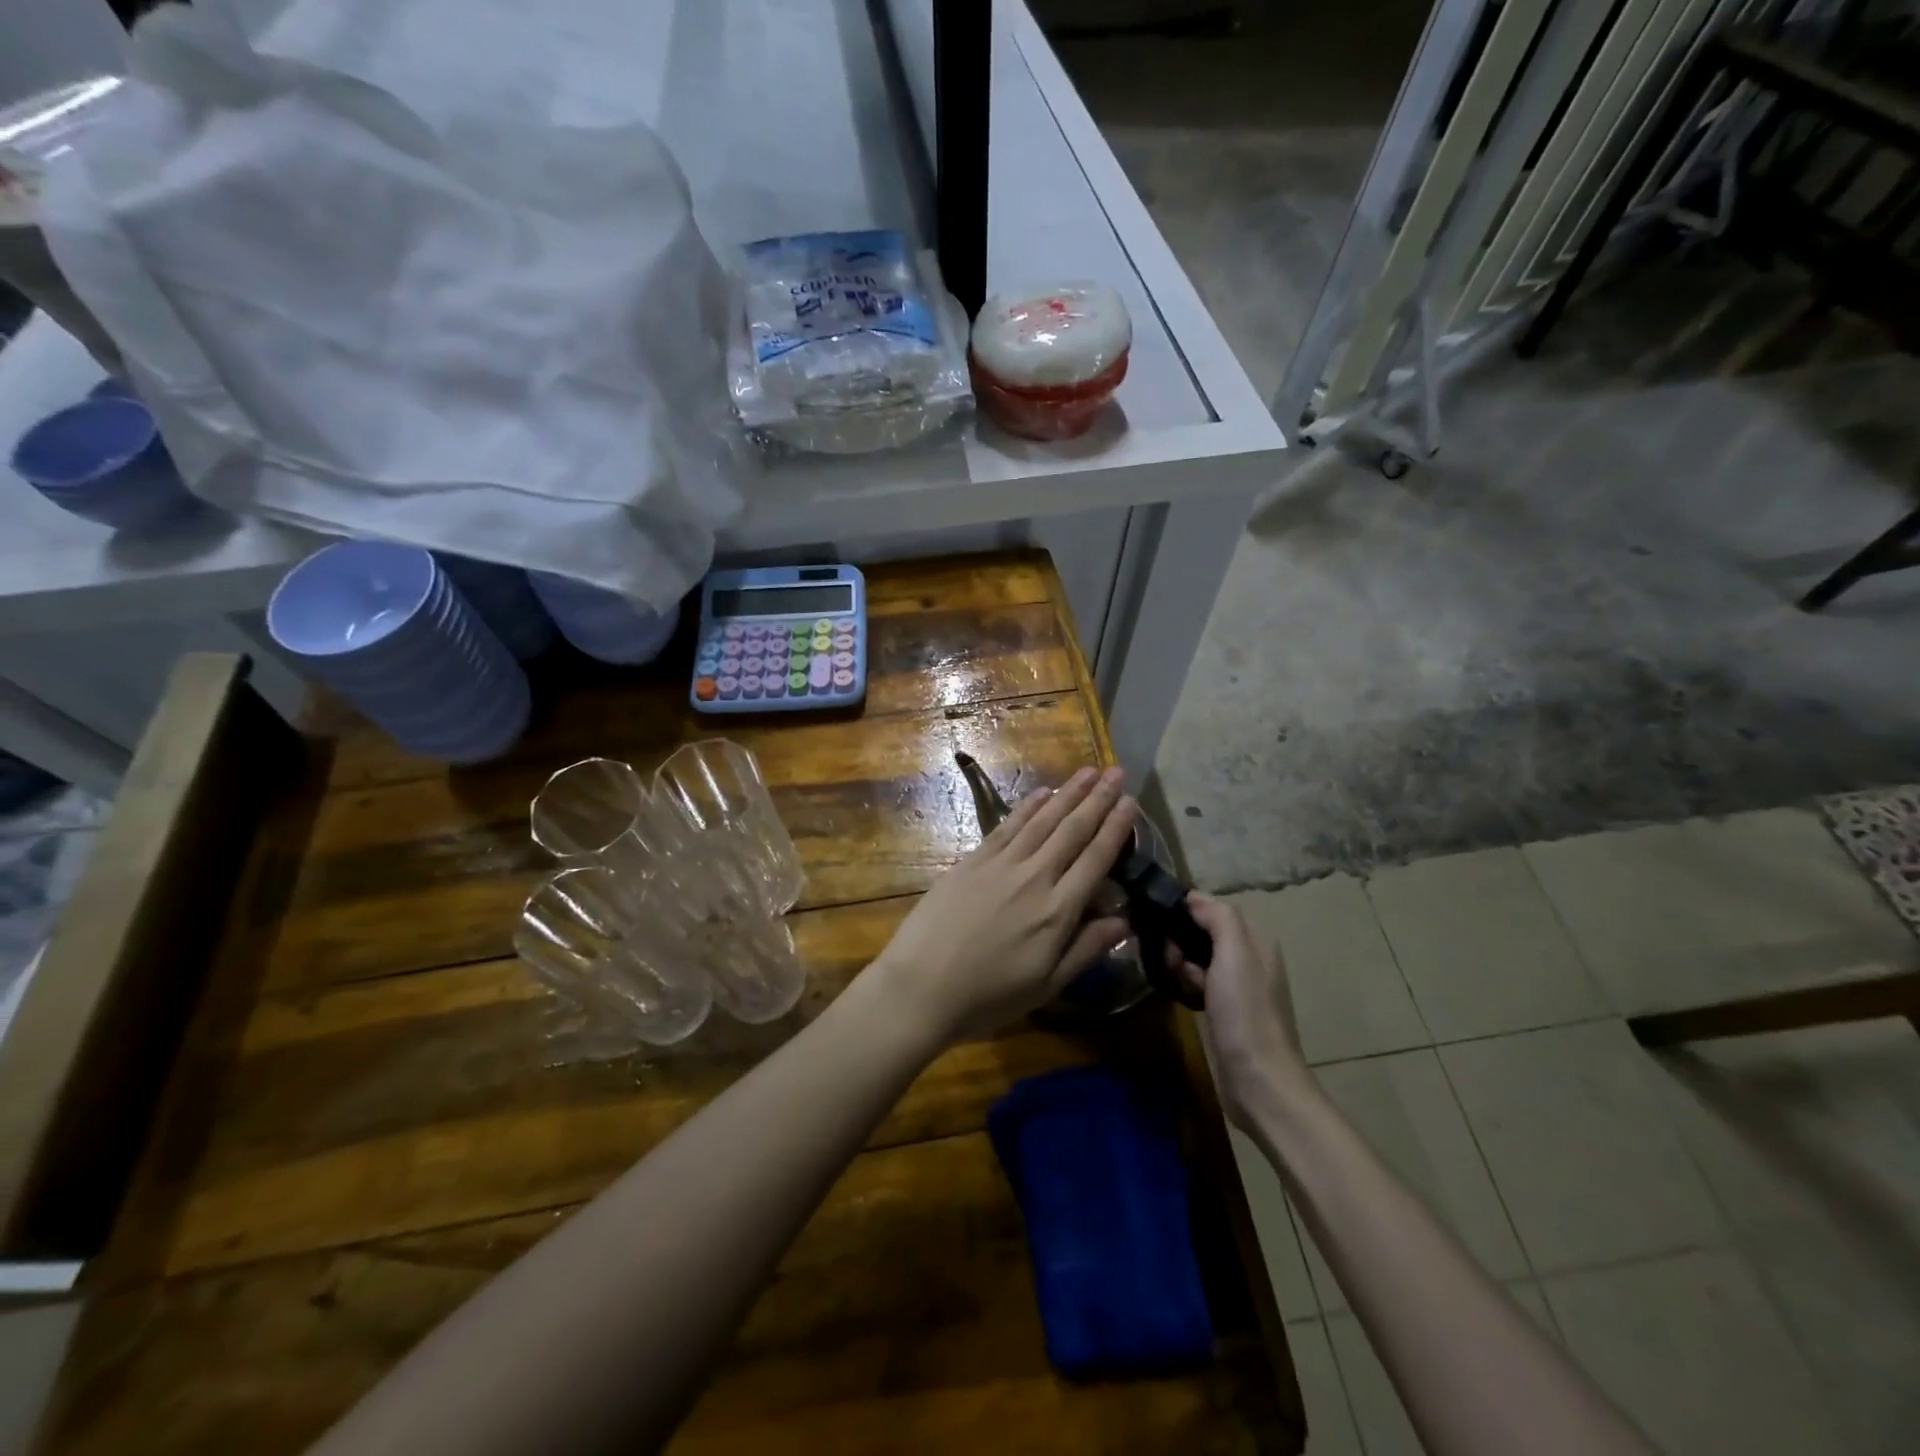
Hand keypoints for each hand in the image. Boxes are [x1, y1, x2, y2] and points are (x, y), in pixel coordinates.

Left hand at [865, 767, 1137, 1044]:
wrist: (921, 987)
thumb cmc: (987, 997)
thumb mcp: (1046, 986)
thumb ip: (1086, 949)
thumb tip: (1126, 920)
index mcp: (1057, 911)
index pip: (1096, 859)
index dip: (1116, 828)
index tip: (1132, 802)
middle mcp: (1034, 878)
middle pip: (1072, 830)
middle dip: (1097, 799)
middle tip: (1117, 772)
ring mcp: (1000, 865)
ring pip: (1042, 820)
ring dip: (1068, 793)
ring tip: (1088, 771)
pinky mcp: (972, 860)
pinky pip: (1007, 826)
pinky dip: (1028, 807)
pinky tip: (1042, 792)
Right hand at [1168, 894, 1313, 1127]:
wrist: (1258, 1081)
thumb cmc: (1246, 1013)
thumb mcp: (1235, 954)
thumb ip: (1218, 917)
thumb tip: (1191, 898)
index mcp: (1256, 939)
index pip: (1212, 907)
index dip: (1184, 910)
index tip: (1159, 922)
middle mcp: (1249, 956)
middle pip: (1201, 930)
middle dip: (1178, 938)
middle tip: (1168, 958)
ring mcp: (1237, 984)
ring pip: (1196, 956)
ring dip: (1178, 962)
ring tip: (1170, 977)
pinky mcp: (1224, 1008)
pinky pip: (1196, 980)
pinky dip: (1183, 981)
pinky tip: (1176, 993)